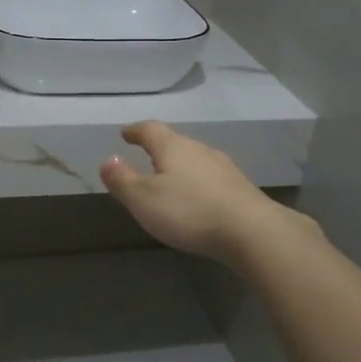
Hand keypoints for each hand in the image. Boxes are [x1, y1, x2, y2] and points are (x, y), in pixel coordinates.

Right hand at [100, 122, 298, 265]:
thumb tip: (108, 160)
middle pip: (175, 142)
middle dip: (158, 148)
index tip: (125, 133)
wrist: (251, 231)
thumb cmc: (189, 211)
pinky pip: (211, 178)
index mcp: (173, 147)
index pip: (150, 130)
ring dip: (180, 166)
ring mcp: (224, 168)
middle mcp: (200, 150)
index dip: (135, 131)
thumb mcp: (143, 199)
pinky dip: (198, 183)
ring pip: (195, 159)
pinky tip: (197, 198)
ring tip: (170, 178)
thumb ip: (123, 180)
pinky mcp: (240, 188)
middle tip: (145, 156)